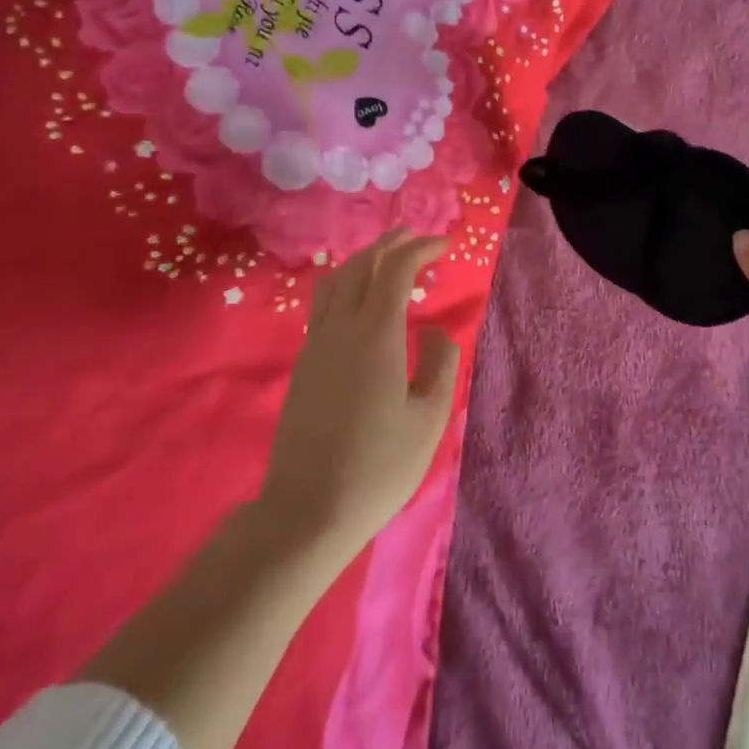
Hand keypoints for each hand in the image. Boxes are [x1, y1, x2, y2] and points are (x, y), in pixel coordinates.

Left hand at [261, 230, 459, 558]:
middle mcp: (340, 328)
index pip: (396, 269)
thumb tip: (435, 329)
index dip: (420, 249)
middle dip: (391, 244)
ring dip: (364, 260)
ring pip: (336, 281)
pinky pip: (323, 304)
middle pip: (362, 265)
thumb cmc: (378, 466)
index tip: (444, 245)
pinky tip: (358, 300)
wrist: (306, 512)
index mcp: (375, 334)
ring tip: (386, 258)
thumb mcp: (428, 418)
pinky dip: (345, 284)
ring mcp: (316, 345)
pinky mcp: (303, 364)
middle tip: (416, 237)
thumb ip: (440, 364)